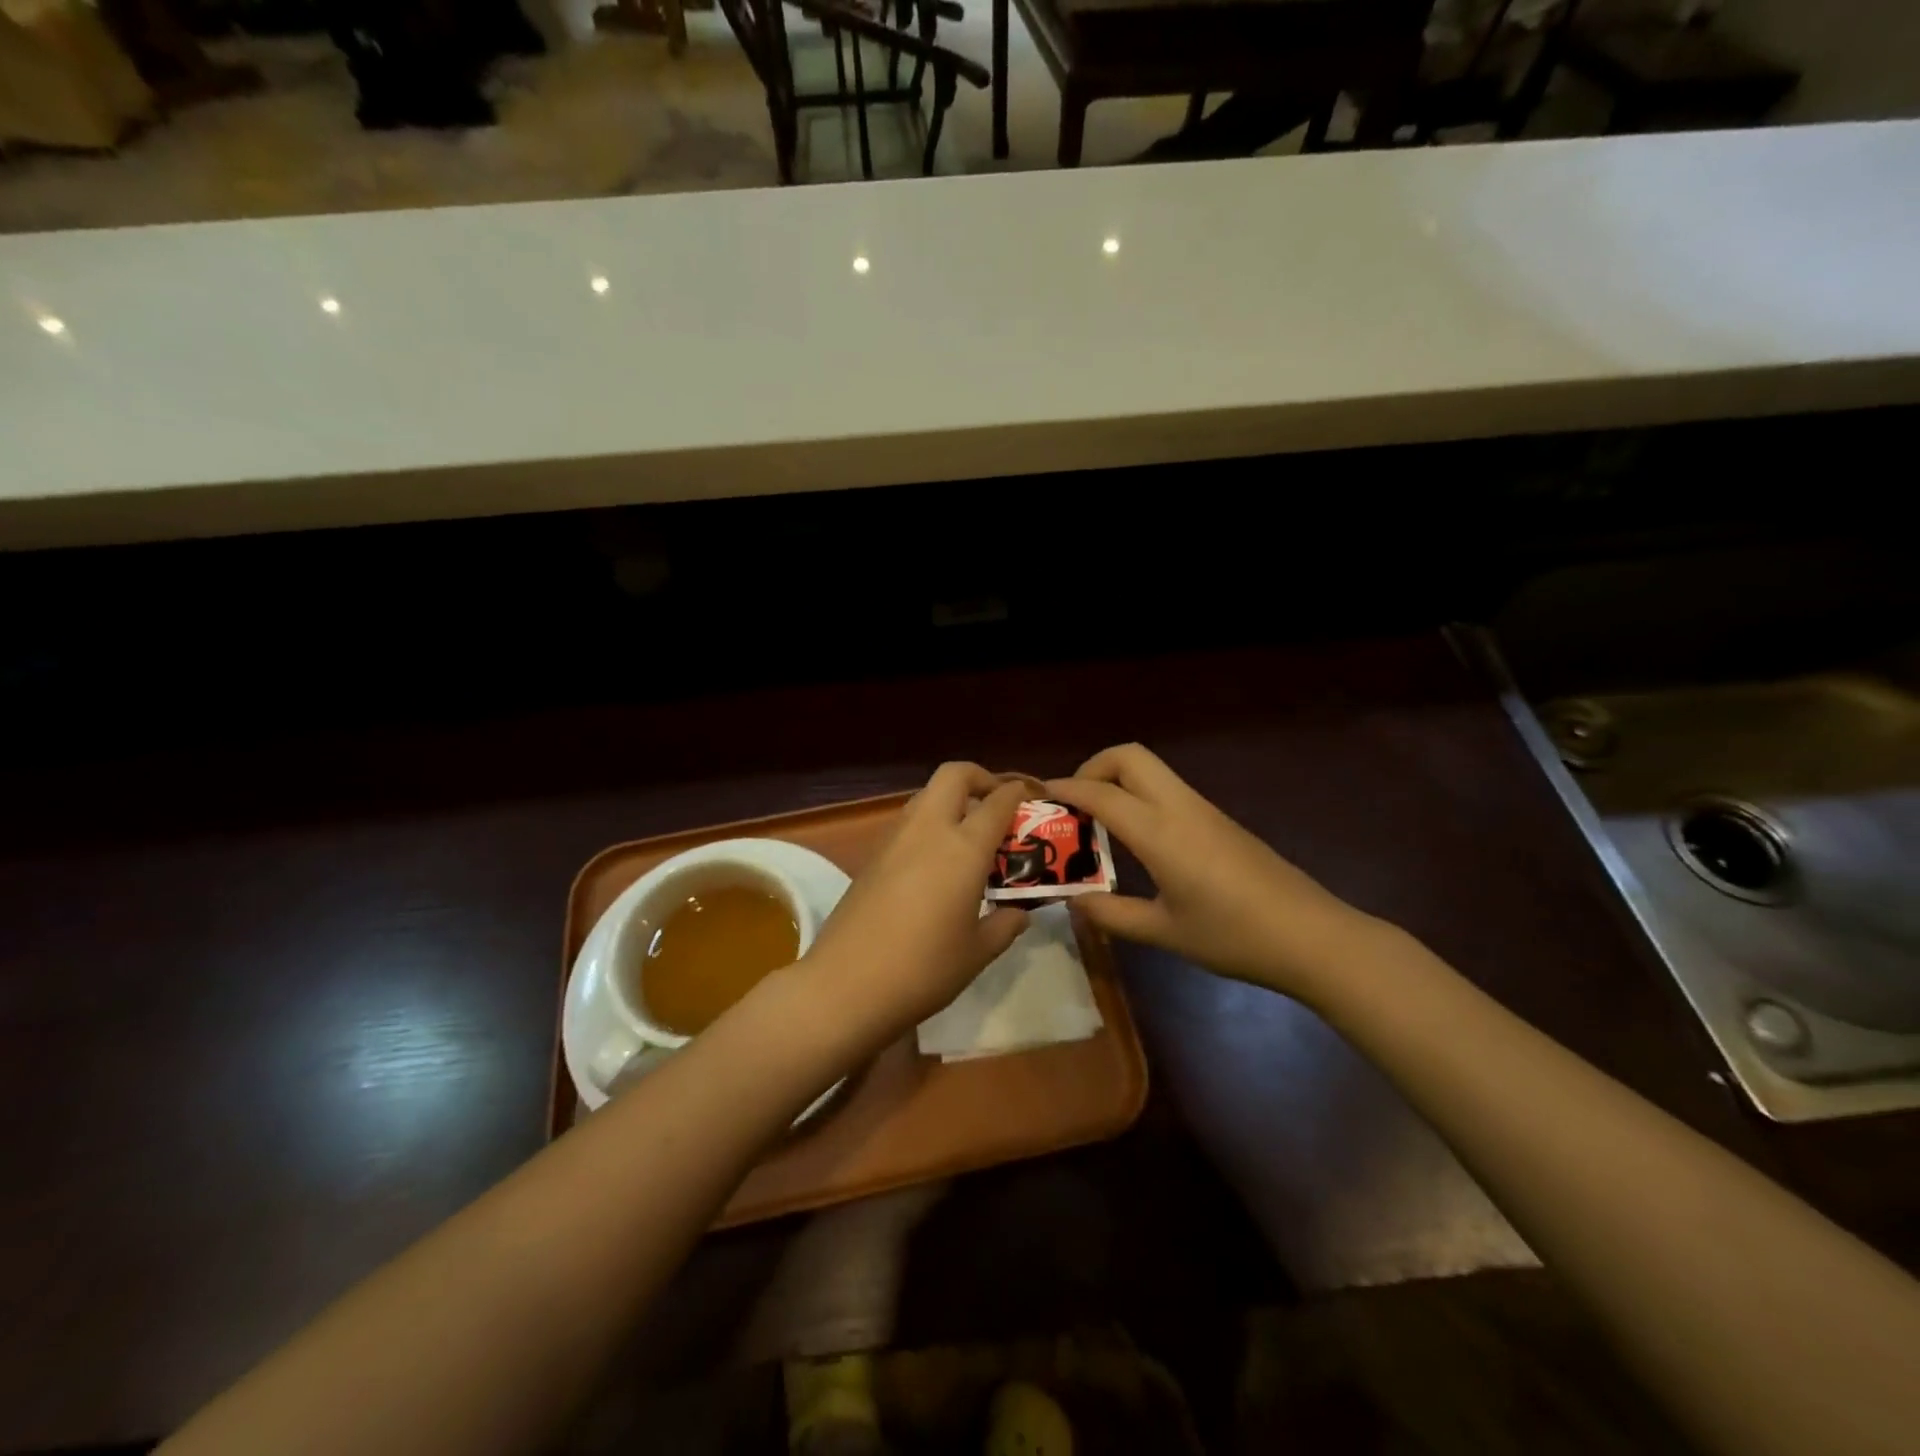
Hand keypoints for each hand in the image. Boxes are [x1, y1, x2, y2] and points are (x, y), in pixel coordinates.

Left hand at [801, 763, 1031, 1046]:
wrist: (845, 985)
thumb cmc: (923, 969)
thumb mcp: (977, 952)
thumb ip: (1005, 925)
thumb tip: (1019, 912)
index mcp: (963, 848)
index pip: (997, 801)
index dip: (1018, 793)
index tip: (1033, 798)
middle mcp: (928, 830)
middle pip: (954, 774)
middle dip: (981, 778)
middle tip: (997, 804)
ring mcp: (895, 839)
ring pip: (927, 795)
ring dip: (952, 801)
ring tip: (970, 836)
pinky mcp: (872, 856)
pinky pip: (909, 822)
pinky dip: (930, 825)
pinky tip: (938, 864)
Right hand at [1046, 744, 1379, 999]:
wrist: (1310, 936)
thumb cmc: (1233, 936)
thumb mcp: (1164, 932)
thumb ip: (1112, 914)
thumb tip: (1073, 901)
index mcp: (1159, 832)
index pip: (1100, 793)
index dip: (1064, 790)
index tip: (1037, 797)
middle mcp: (1179, 807)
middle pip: (1128, 756)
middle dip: (1091, 768)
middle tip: (1074, 806)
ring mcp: (1202, 809)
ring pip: (1149, 769)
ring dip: (1116, 781)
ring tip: (1096, 823)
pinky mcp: (1218, 820)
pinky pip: (1167, 790)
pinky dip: (1138, 796)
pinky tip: (1135, 839)